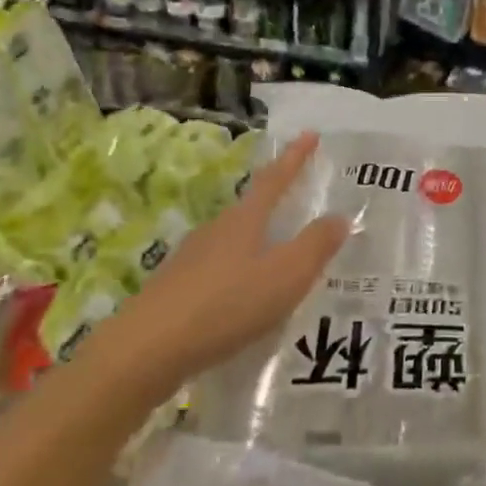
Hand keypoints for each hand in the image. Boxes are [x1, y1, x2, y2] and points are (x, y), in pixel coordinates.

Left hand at [122, 132, 348, 387]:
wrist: (145, 351)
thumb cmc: (225, 305)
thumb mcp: (285, 276)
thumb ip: (315, 246)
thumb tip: (340, 216)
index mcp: (245, 219)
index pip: (275, 178)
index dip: (295, 157)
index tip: (309, 133)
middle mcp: (217, 229)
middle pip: (251, 207)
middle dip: (275, 200)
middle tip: (298, 198)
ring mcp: (191, 258)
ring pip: (233, 240)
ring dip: (257, 241)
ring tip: (277, 256)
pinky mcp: (175, 290)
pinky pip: (218, 270)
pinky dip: (238, 274)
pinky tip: (243, 298)